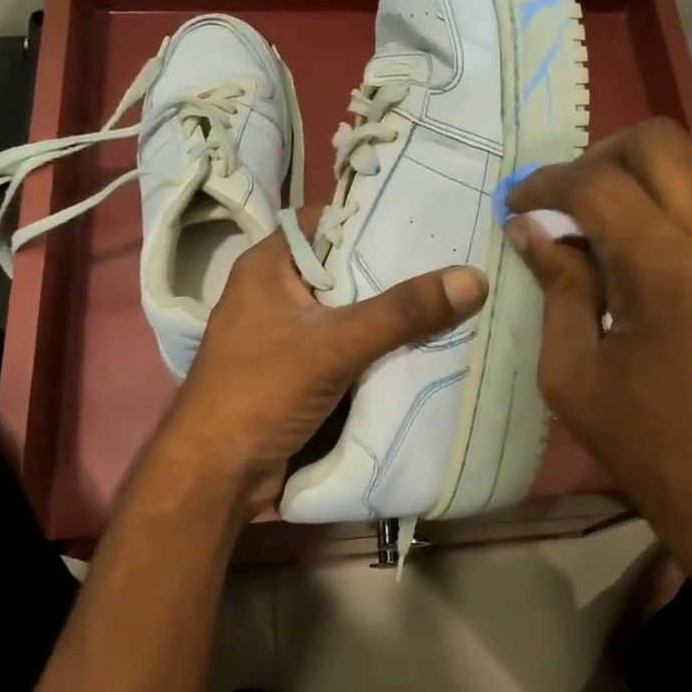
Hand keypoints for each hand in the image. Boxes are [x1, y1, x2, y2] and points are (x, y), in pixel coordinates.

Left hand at [153, 210, 487, 521]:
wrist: (217, 475)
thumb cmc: (262, 391)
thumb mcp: (336, 344)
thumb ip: (403, 312)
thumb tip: (475, 278)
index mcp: (268, 266)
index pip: (326, 221)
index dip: (373, 216)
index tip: (428, 218)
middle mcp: (275, 292)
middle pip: (343, 267)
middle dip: (393, 268)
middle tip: (453, 257)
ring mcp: (286, 334)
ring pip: (349, 310)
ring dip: (390, 311)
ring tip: (450, 294)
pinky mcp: (299, 371)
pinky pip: (347, 345)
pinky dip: (378, 345)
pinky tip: (422, 342)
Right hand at [507, 119, 691, 646]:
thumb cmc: (643, 441)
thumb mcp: (572, 370)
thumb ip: (556, 285)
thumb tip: (530, 229)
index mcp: (671, 270)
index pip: (600, 184)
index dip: (548, 184)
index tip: (517, 204)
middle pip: (658, 142)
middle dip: (597, 156)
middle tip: (561, 199)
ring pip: (688, 164)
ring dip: (633, 177)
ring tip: (592, 223)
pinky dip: (663, 203)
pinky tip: (633, 249)